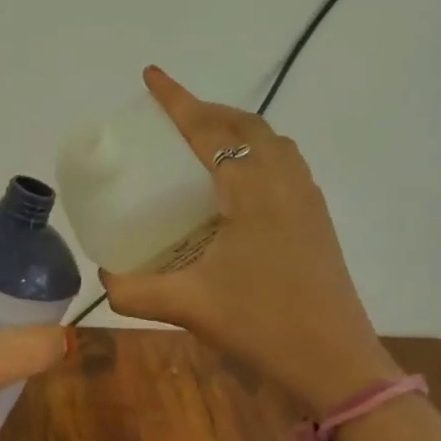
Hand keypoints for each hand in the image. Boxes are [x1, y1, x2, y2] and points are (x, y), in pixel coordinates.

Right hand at [98, 67, 399, 414]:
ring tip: (203, 143)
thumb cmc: (262, 326)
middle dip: (208, 111)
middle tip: (172, 116)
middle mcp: (284, 184)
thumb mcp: (188, 307)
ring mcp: (307, 201)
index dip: (177, 100)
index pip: (209, 131)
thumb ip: (134, 291)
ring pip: (272, 142)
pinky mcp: (316, 221)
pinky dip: (256, 153)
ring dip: (236, 129)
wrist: (337, 365)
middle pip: (246, 125)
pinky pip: (284, 164)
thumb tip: (103, 278)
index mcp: (252, 192)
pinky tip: (235, 185)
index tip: (151, 75)